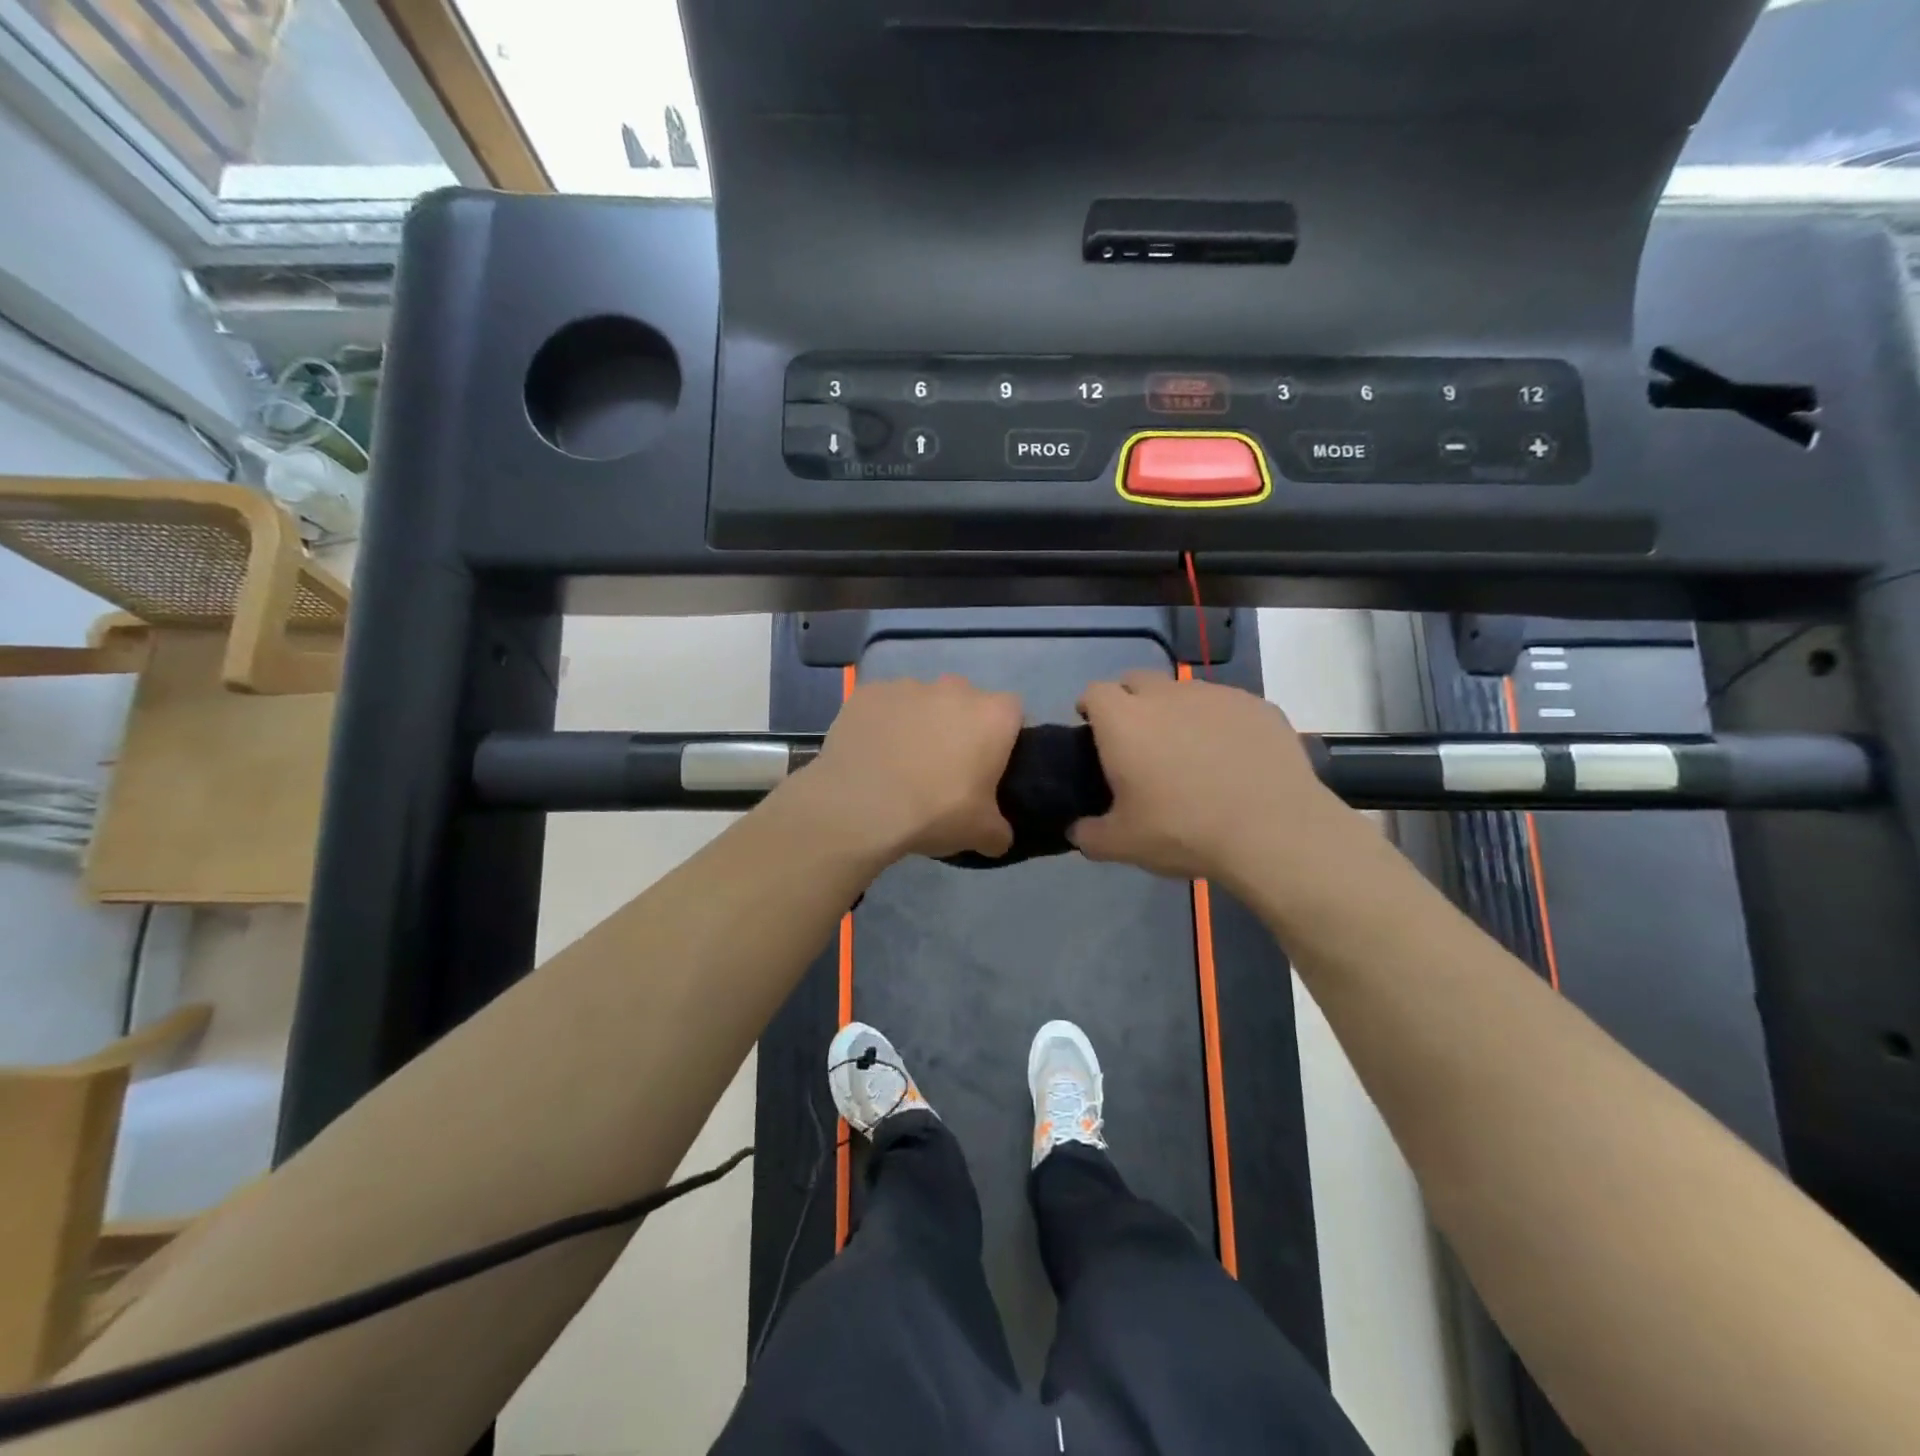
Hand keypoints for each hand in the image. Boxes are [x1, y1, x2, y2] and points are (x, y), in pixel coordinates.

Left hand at [800, 675, 1023, 862]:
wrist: (859, 807)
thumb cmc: (934, 812)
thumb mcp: (980, 833)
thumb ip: (998, 831)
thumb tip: (998, 837)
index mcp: (992, 716)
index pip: (1012, 712)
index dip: (1003, 736)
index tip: (990, 764)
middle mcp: (953, 689)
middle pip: (965, 702)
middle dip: (959, 726)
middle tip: (946, 766)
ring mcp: (907, 686)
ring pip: (922, 701)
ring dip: (919, 723)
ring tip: (902, 763)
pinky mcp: (868, 693)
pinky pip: (883, 706)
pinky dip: (882, 724)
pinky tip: (871, 754)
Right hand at [1070, 672, 1349, 887]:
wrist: (1273, 831)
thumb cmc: (1184, 831)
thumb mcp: (1123, 844)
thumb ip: (1090, 835)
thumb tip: (1077, 831)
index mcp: (1125, 721)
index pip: (1095, 692)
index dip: (1090, 707)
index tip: (1092, 730)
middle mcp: (1167, 695)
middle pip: (1137, 680)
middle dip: (1130, 701)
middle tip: (1138, 741)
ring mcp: (1216, 696)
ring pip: (1184, 692)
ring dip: (1177, 711)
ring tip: (1189, 752)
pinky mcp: (1257, 706)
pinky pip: (1227, 706)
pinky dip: (1220, 724)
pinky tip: (1233, 758)